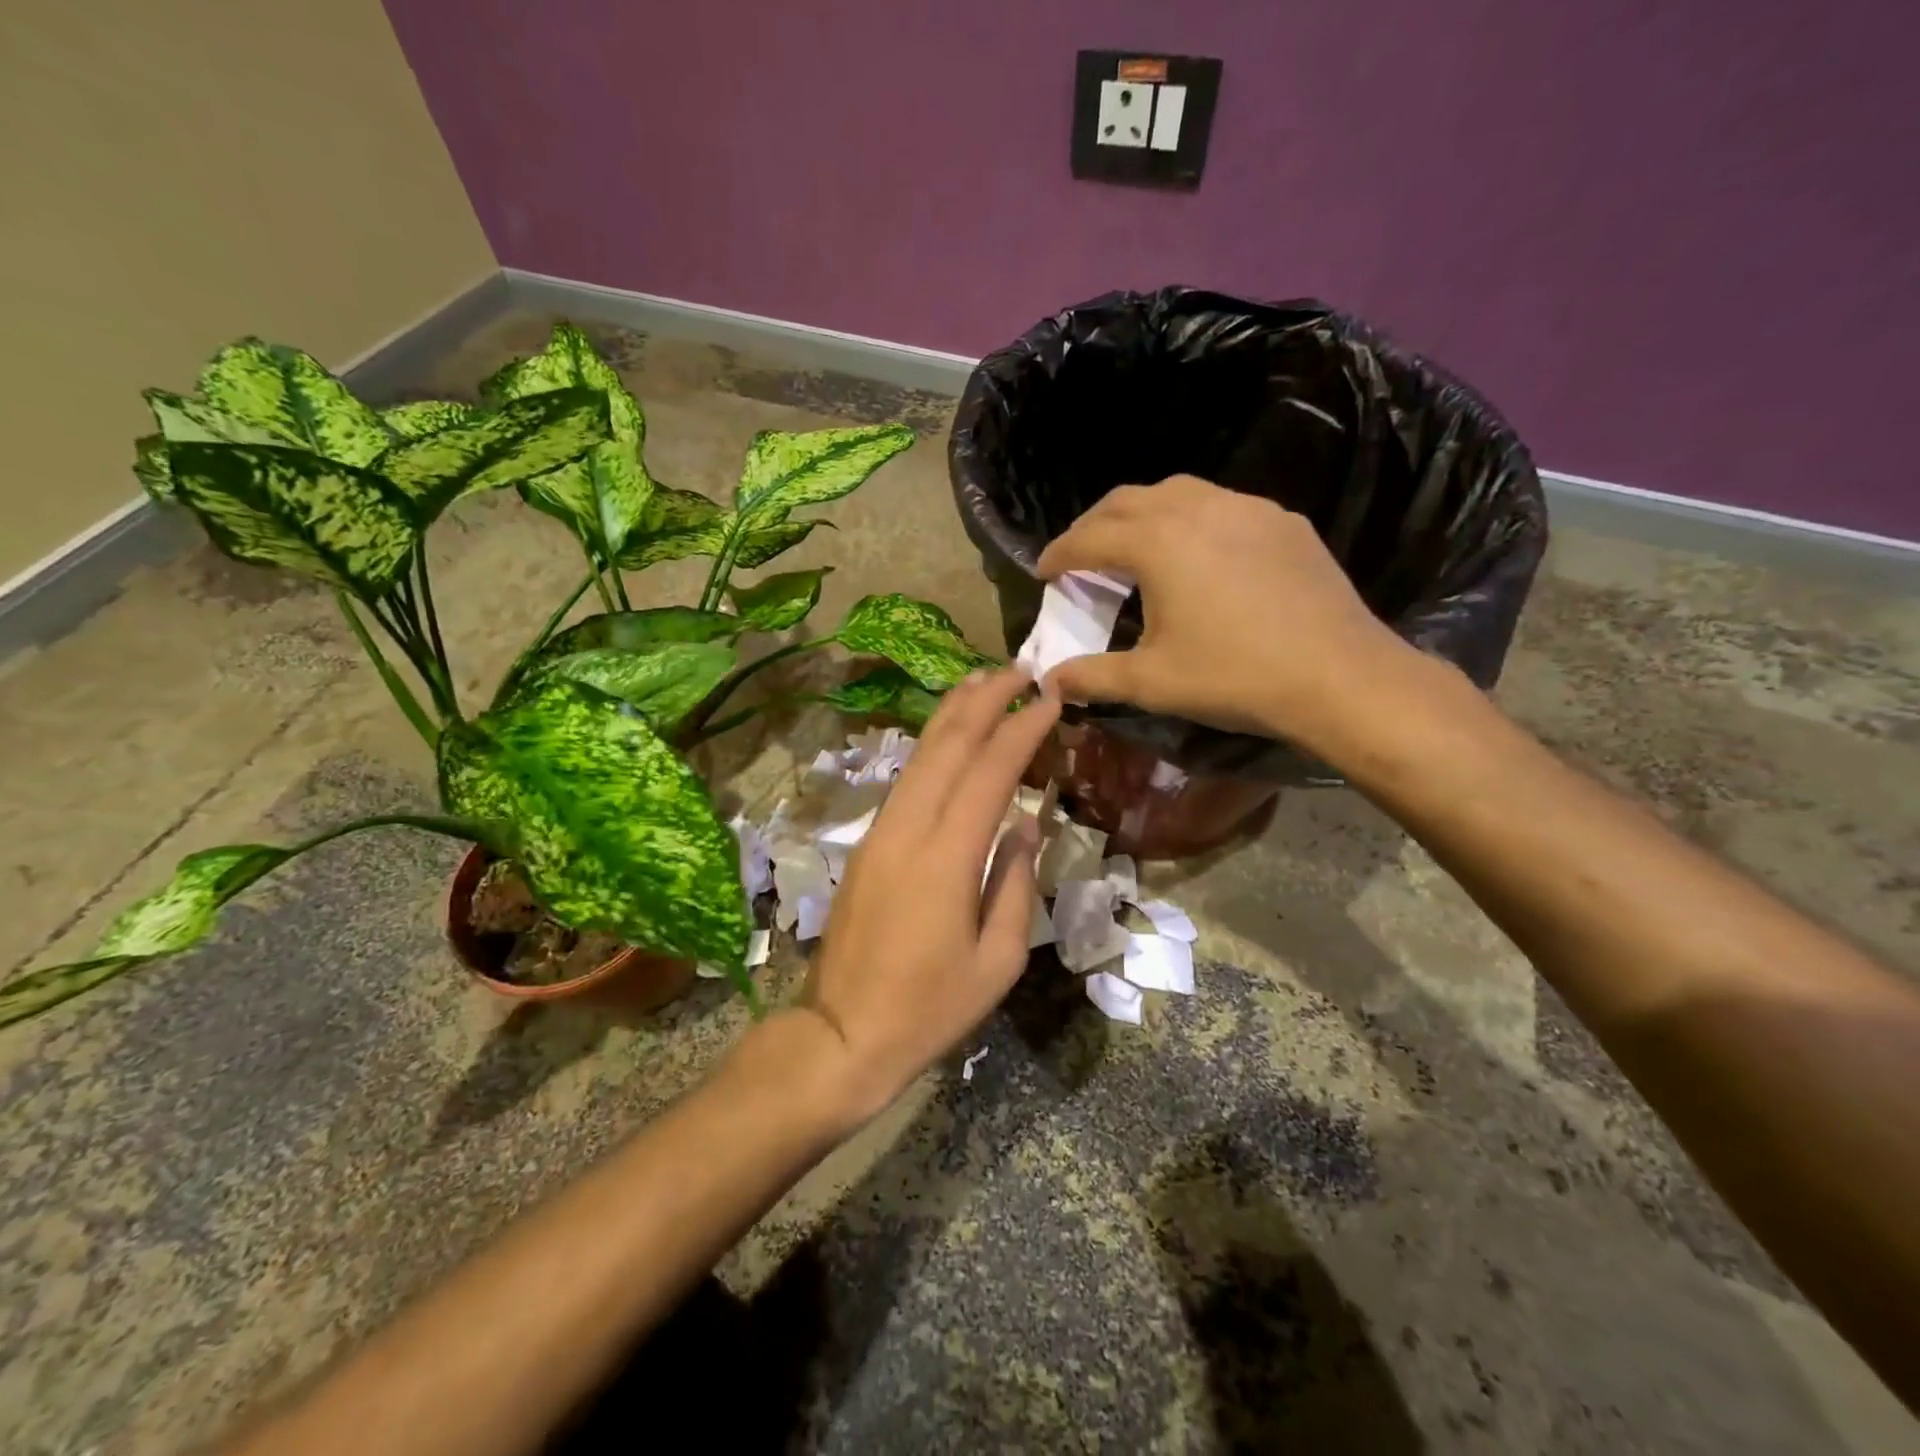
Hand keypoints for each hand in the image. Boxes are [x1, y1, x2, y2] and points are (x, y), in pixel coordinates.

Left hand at [795, 668, 1058, 1124]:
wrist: (842, 1032)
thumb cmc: (930, 1008)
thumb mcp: (998, 961)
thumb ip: (1017, 883)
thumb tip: (1027, 825)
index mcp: (947, 858)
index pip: (990, 771)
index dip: (1023, 729)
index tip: (1051, 698)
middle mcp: (909, 829)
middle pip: (948, 745)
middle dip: (985, 700)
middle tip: (1021, 670)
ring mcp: (881, 833)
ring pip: (919, 755)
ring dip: (953, 713)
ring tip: (984, 682)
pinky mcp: (867, 844)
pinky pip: (906, 780)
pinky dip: (932, 746)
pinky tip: (949, 736)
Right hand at [1035, 475, 1419, 755]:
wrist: (1339, 676)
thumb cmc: (1233, 677)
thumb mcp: (1151, 682)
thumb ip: (1093, 677)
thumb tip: (1050, 681)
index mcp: (1157, 543)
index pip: (1089, 538)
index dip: (1058, 554)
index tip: (1043, 572)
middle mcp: (1197, 509)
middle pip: (1126, 501)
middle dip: (1093, 525)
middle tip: (1079, 556)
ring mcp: (1246, 509)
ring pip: (1176, 493)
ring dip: (1141, 515)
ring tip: (1133, 548)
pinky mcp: (1282, 522)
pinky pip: (1220, 506)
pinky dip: (1189, 521)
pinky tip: (1197, 555)